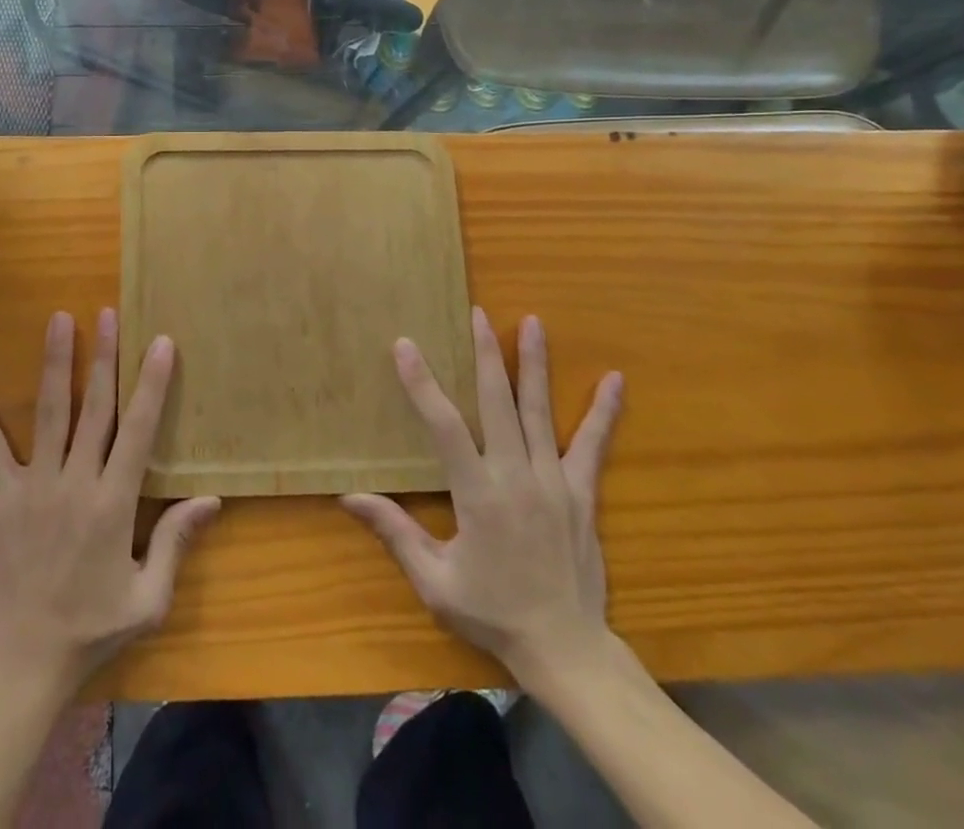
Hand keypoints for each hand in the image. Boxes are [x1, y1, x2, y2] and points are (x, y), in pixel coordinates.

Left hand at [0, 309, 219, 696]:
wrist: (22, 664)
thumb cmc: (91, 630)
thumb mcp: (148, 598)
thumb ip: (176, 542)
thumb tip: (212, 498)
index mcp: (115, 504)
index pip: (138, 430)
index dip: (152, 384)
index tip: (161, 343)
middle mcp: (77, 483)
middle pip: (95, 408)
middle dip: (104, 357)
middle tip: (108, 314)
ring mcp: (34, 487)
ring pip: (50, 412)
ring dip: (56, 363)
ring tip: (60, 320)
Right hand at [341, 309, 622, 696]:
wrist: (566, 649)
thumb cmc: (492, 611)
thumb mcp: (434, 580)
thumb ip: (394, 532)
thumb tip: (348, 496)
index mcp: (478, 494)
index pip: (444, 426)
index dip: (423, 384)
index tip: (406, 346)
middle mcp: (516, 476)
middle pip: (498, 402)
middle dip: (486, 354)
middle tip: (478, 314)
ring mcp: (553, 482)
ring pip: (540, 412)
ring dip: (535, 364)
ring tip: (532, 322)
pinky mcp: (581, 493)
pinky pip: (592, 445)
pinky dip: (603, 412)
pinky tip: (614, 380)